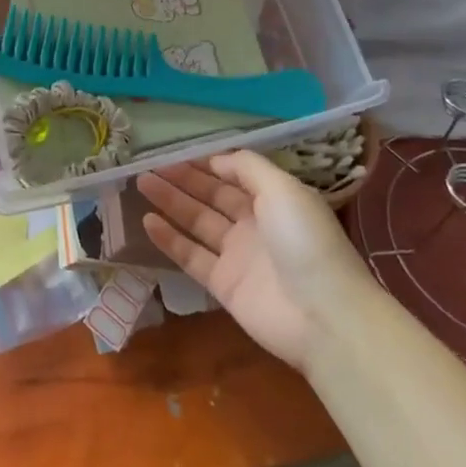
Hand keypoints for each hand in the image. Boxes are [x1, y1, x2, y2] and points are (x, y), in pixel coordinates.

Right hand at [138, 151, 370, 371]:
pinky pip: (191, 256)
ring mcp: (238, 255)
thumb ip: (248, 168)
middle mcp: (255, 224)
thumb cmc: (306, 241)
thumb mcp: (283, 189)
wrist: (324, 315)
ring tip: (141, 183)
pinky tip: (147, 221)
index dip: (206, 163)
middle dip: (183, 179)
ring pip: (197, 222)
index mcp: (274, 199)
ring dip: (171, 202)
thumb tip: (216, 159)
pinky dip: (170, 239)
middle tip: (148, 165)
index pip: (234, 175)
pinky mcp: (224, 284)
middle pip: (212, 196)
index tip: (176, 151)